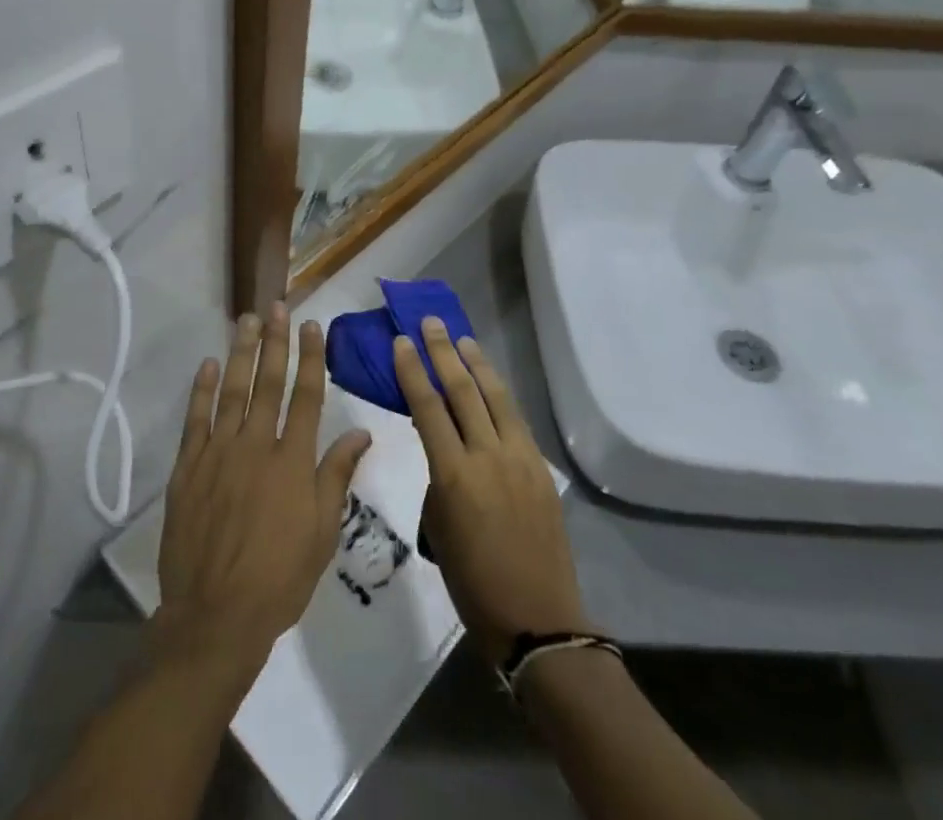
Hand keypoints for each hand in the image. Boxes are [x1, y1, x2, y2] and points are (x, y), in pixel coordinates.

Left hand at [156, 305, 372, 690]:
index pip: (307, 396)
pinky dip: (202, 389)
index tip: (311, 326)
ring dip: (240, 352)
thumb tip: (360, 431)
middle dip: (275, 341)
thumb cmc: (279, 578)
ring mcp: (219, 452)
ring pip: (232, 390)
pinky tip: (208, 364)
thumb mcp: (322, 532)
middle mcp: (257, 445)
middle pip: (268, 382)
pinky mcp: (189, 467)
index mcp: (293, 460)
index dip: (311, 357)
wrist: (215, 615)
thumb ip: (337, 475)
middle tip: (277, 306)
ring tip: (246, 320)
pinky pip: (196, 419)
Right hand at [393, 317, 589, 664]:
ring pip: (495, 397)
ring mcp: (520, 459)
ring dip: (477, 364)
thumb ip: (440, 478)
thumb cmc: (472, 582)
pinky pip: (516, 420)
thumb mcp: (438, 528)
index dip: (412, 370)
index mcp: (454, 475)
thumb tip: (449, 452)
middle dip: (444, 353)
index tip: (401, 341)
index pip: (427, 406)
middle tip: (431, 323)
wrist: (537, 618)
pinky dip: (499, 395)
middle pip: (462, 391)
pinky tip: (491, 383)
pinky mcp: (541, 468)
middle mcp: (488, 456)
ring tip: (463, 339)